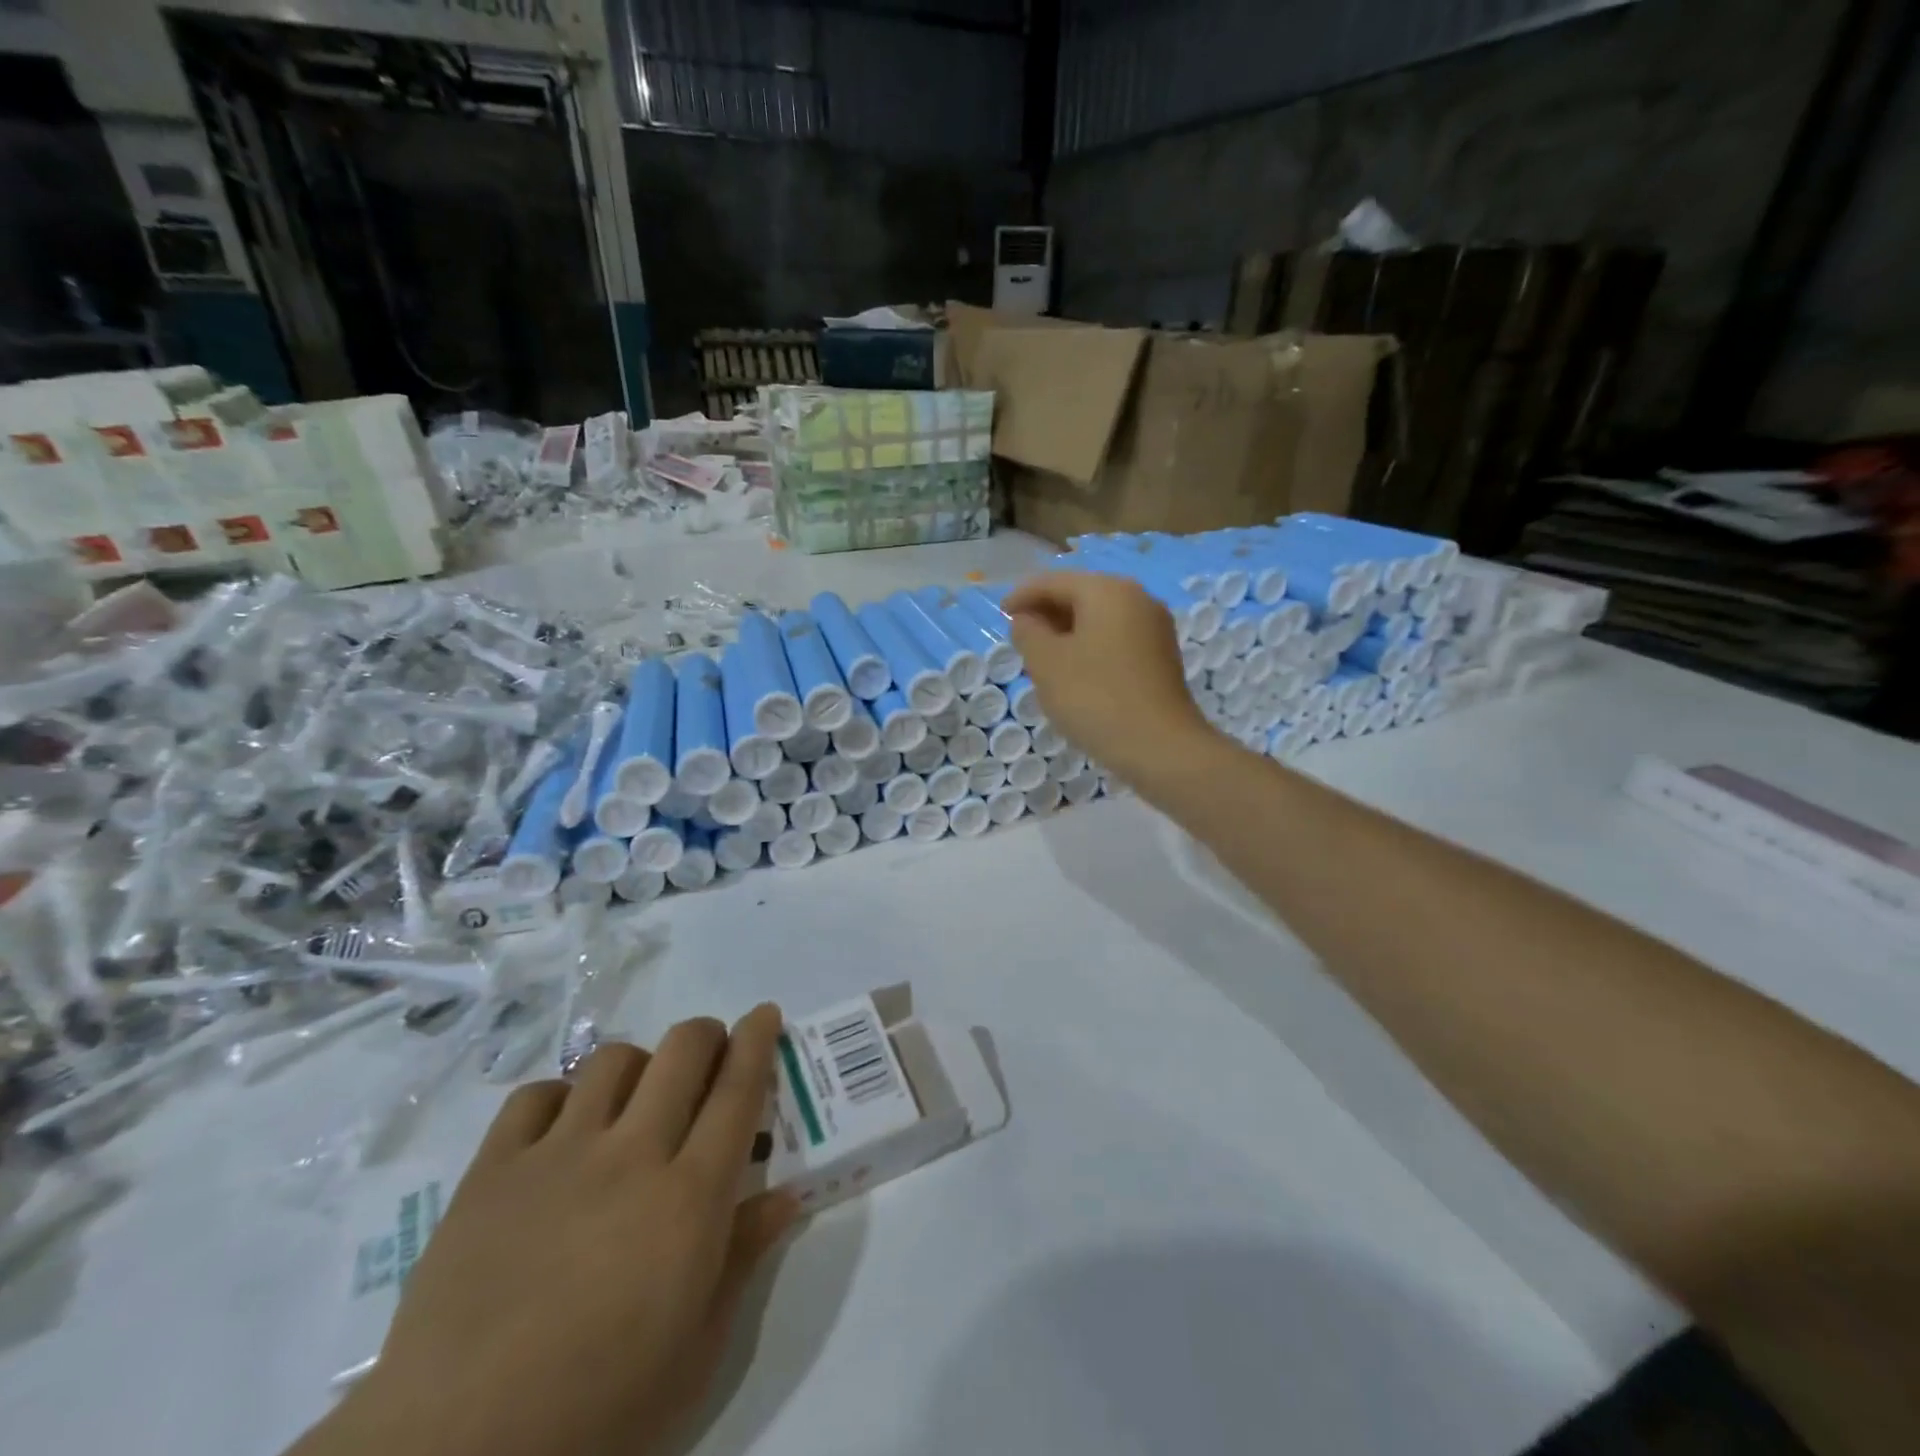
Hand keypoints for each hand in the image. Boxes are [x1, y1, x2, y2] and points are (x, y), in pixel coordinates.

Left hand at [297, 1008, 797, 1455]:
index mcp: (689, 1198)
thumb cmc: (599, 1412)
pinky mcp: (493, 1171)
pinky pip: (535, 1096)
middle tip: (708, 1059)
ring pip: (612, 1060)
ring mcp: (558, 1155)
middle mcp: (632, 1155)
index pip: (738, 1091)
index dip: (757, 1041)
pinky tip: (561, 1132)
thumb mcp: (696, 1352)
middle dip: (705, 1036)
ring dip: (638, 1067)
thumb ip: (743, 1259)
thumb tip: (785, 1196)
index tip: (765, 1013)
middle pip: (682, 1051)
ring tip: (633, 1101)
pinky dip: (560, 1098)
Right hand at [1003, 571, 1213, 782]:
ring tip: (1042, 657)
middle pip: (1081, 595)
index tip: (1001, 615)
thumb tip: (1027, 619)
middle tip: (1019, 637)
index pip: (1054, 581)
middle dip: (1047, 612)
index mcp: (1108, 591)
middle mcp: (1137, 598)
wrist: (1160, 748)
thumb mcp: (1047, 664)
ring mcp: (1155, 627)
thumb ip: (1028, 632)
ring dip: (1068, 631)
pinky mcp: (1161, 656)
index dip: (1022, 596)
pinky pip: (1116, 638)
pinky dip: (1090, 646)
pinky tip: (1075, 672)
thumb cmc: (1095, 698)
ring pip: (1100, 618)